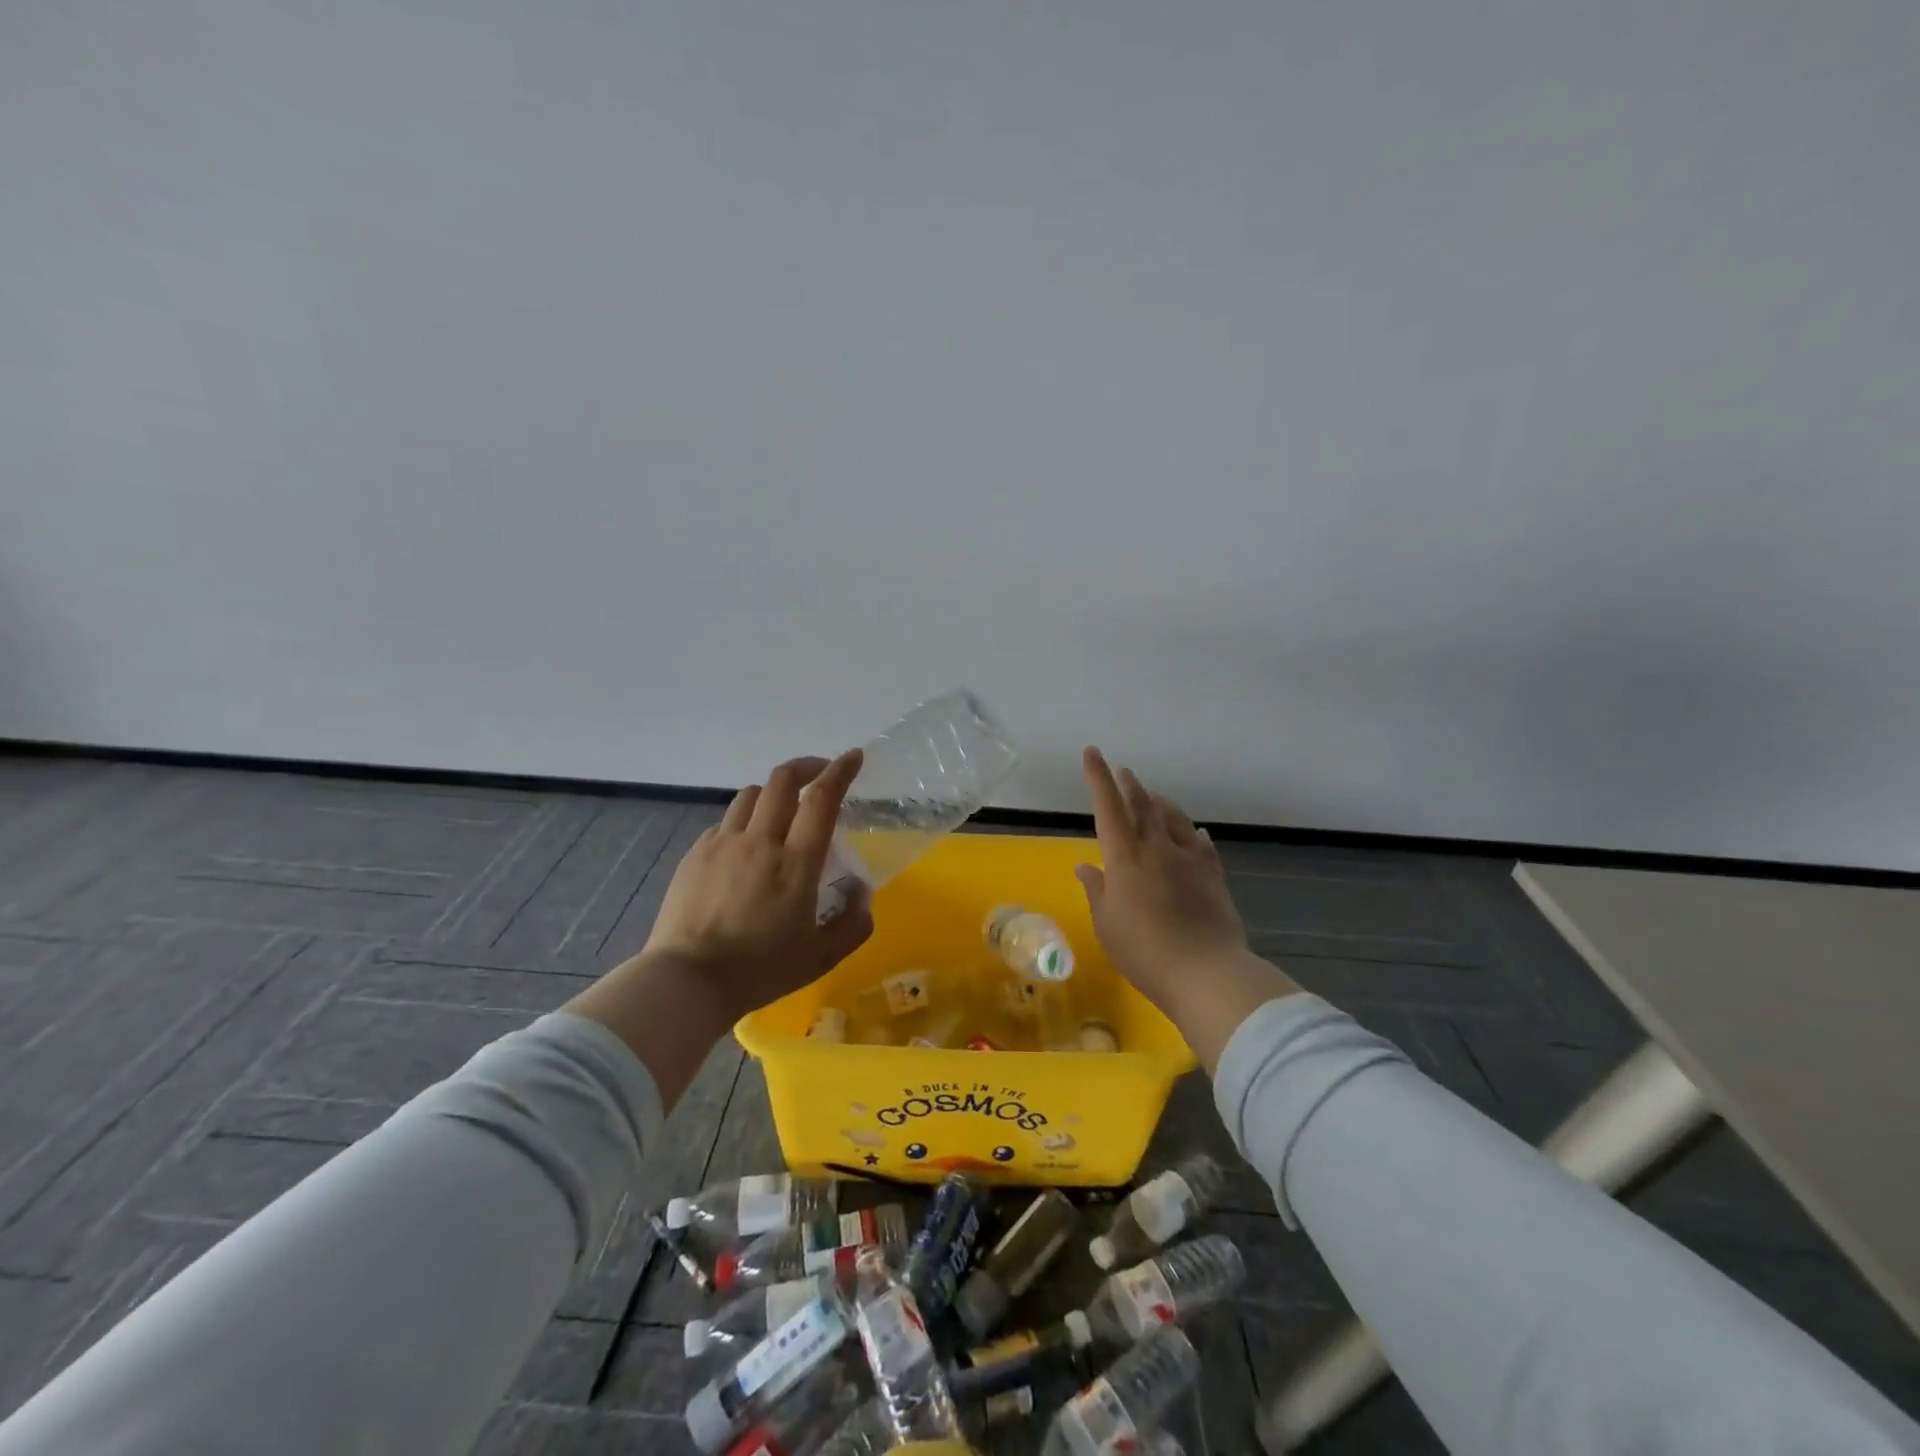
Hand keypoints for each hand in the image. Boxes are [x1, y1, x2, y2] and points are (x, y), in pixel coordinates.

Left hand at [567, 749, 870, 1105]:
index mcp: (796, 863)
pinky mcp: (696, 855)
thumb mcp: (821, 957)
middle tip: (820, 773)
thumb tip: (862, 894)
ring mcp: (723, 844)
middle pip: (782, 781)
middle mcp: (760, 842)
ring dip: (773, 792)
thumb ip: (852, 924)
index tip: (853, 757)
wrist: (687, 982)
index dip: (840, 771)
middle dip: (806, 767)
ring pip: (750, 795)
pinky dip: (744, 821)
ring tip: (782, 809)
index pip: (821, 799)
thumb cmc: (760, 970)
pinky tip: (746, 845)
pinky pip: (725, 822)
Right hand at [1075, 748, 1246, 1002]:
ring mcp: (1189, 860)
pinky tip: (1194, 832)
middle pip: (1143, 805)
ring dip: (1160, 802)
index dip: (1098, 778)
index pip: (1108, 808)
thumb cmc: (1144, 951)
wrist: (1206, 972)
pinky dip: (1192, 832)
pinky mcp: (1213, 875)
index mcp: (1125, 858)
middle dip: (1129, 784)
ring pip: (1173, 818)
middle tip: (1123, 771)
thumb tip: (1085, 866)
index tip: (1093, 752)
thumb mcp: (1107, 924)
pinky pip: (1201, 844)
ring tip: (1153, 797)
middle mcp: (1157, 848)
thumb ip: (1097, 891)